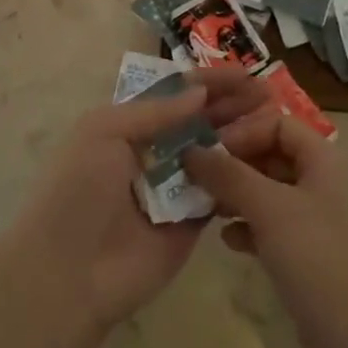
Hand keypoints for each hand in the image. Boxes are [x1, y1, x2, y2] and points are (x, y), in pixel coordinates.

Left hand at [5, 67, 273, 329]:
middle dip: (231, 105)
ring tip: (277, 119)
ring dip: (242, 136)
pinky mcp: (191, 223)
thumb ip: (153, 111)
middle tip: (269, 93)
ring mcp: (173, 188)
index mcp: (126, 126)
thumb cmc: (79, 191)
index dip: (207, 82)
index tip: (244, 73)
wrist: (70, 273)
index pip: (173, 95)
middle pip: (198, 121)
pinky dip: (242, 176)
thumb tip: (199, 92)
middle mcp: (152, 152)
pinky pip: (220, 193)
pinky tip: (271, 159)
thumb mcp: (103, 133)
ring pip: (213, 154)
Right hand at [183, 111, 347, 347]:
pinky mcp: (310, 258)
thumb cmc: (320, 261)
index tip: (205, 152)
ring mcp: (318, 223)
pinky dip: (248, 228)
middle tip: (193, 178)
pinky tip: (227, 241)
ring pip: (269, 194)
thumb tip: (190, 150)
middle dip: (233, 164)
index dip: (242, 132)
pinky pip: (272, 228)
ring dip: (236, 196)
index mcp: (325, 160)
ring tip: (203, 207)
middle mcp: (323, 184)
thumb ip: (228, 175)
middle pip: (271, 156)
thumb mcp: (270, 208)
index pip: (277, 123)